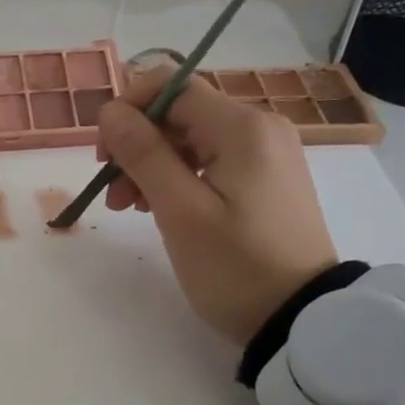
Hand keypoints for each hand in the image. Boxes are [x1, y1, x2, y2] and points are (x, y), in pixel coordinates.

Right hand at [97, 68, 338, 342]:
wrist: (301, 319)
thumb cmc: (236, 266)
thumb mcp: (180, 211)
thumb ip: (143, 154)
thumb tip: (110, 111)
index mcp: (242, 127)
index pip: (171, 85)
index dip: (127, 110)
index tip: (103, 156)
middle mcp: (260, 126)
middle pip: (179, 113)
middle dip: (137, 146)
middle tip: (115, 198)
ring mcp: (267, 152)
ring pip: (191, 138)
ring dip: (152, 165)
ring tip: (134, 210)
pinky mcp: (266, 177)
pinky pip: (211, 160)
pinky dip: (179, 177)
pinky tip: (164, 209)